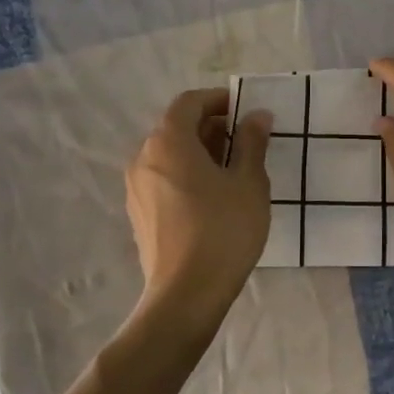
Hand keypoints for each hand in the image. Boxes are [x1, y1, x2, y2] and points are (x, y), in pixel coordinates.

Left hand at [125, 88, 272, 328]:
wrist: (186, 295)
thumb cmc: (223, 230)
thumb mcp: (249, 182)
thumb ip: (252, 142)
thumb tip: (257, 115)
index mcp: (168, 141)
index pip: (189, 102)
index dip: (218, 99)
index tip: (244, 109)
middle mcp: (144, 157)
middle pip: (176, 127)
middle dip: (211, 126)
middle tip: (245, 139)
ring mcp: (136, 187)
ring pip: (169, 154)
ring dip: (199, 151)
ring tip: (233, 169)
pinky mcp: (138, 212)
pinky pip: (163, 178)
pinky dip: (186, 173)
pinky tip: (212, 196)